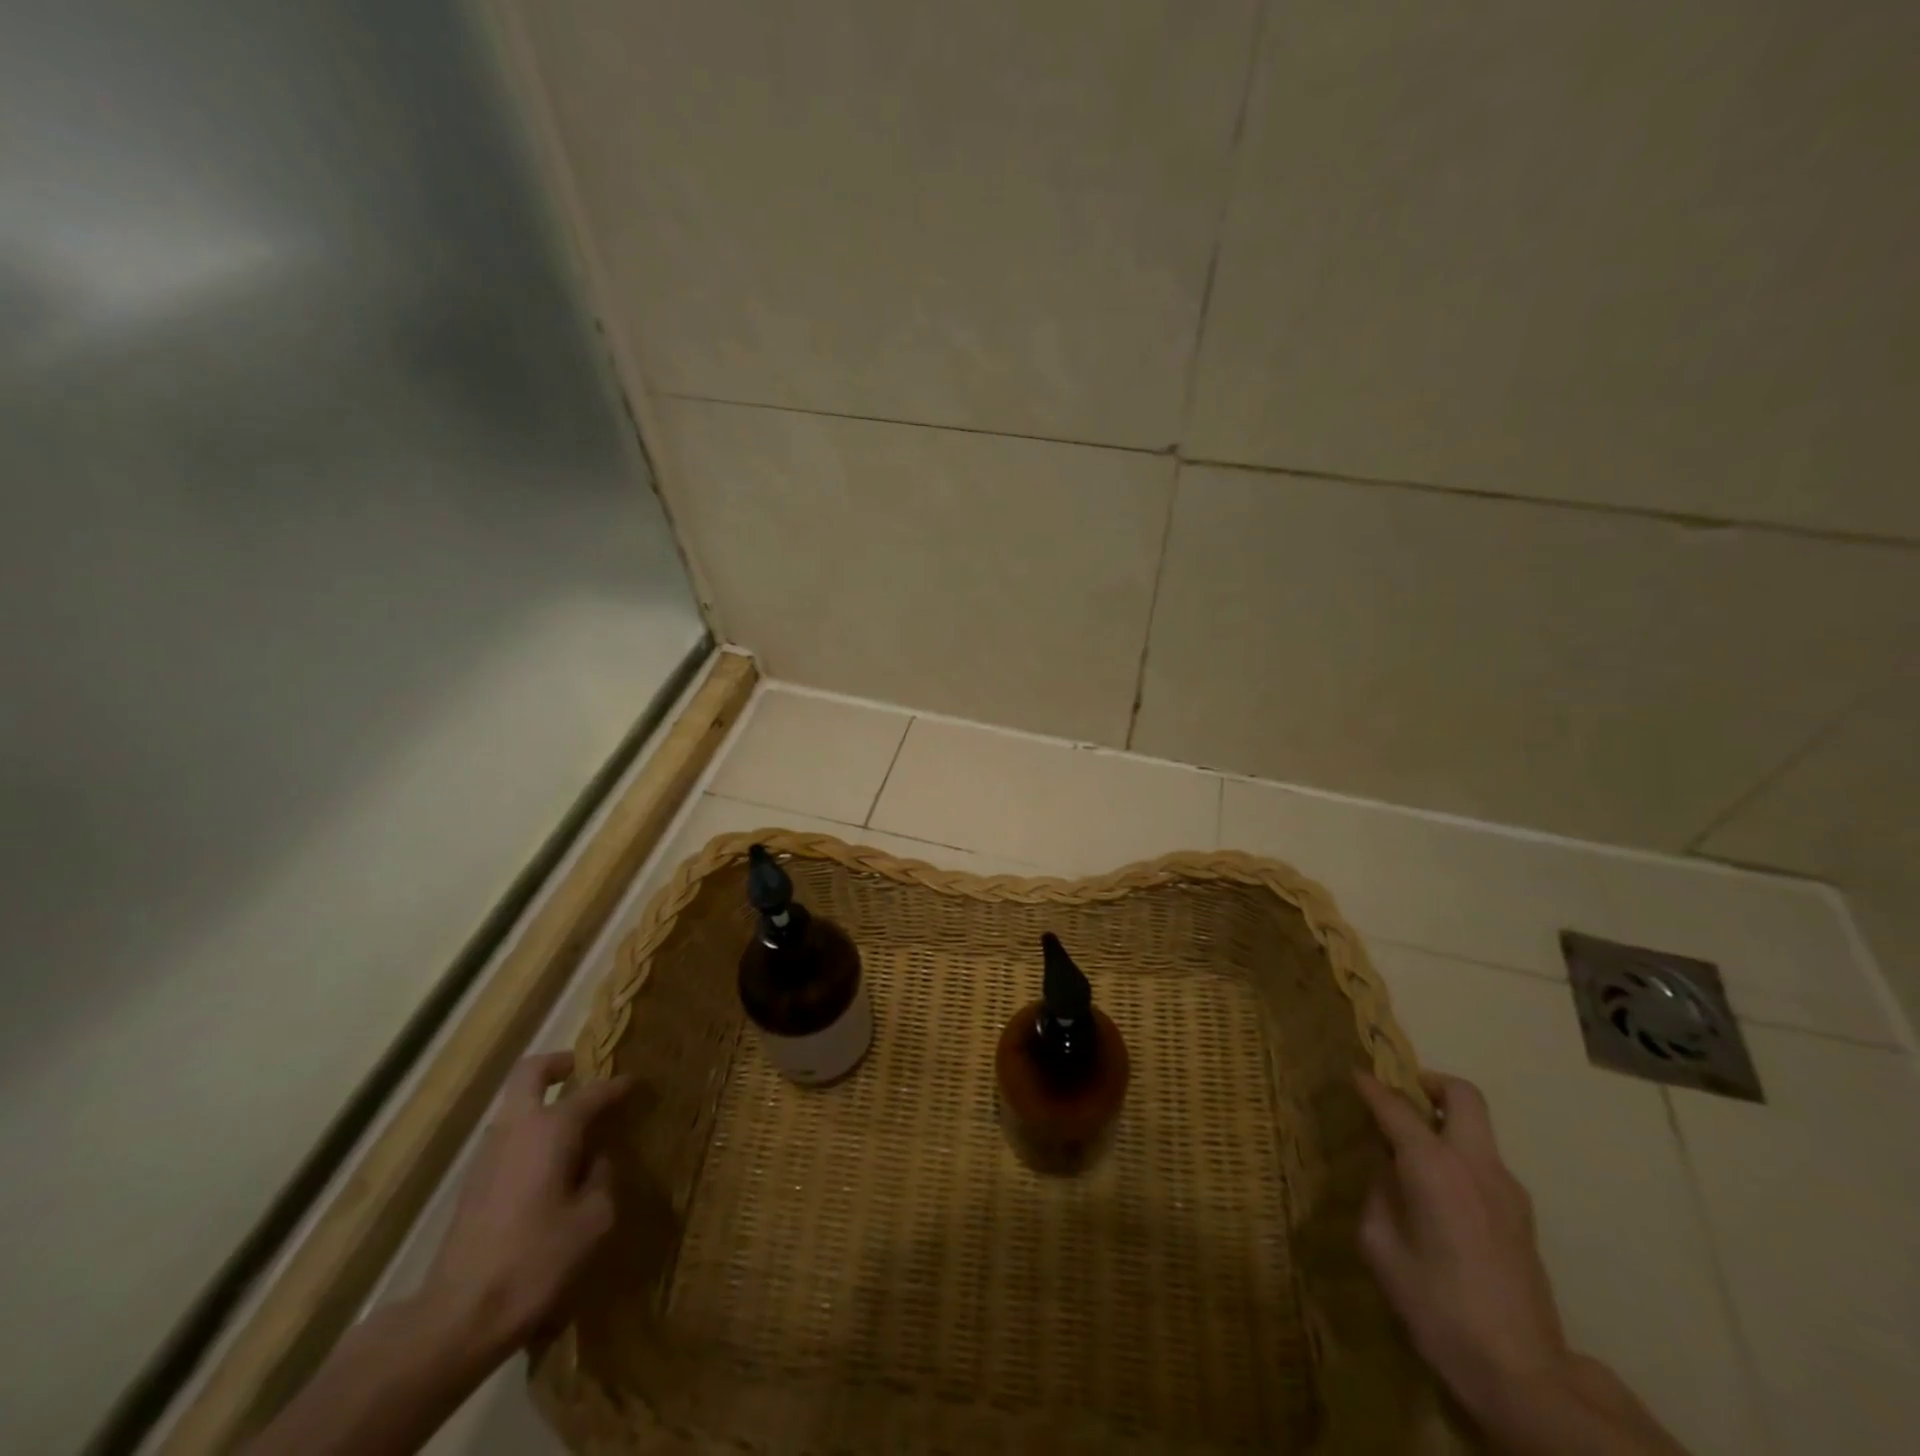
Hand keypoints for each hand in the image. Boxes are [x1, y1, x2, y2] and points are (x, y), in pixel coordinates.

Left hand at [421, 1051, 631, 1359]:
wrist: (457, 1319)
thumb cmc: (536, 1260)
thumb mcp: (594, 1219)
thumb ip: (603, 1176)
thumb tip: (597, 1157)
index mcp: (551, 1128)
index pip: (593, 1092)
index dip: (619, 1086)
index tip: (638, 1083)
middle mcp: (517, 1128)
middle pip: (531, 1073)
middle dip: (559, 1065)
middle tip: (584, 1072)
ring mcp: (488, 1155)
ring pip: (517, 1107)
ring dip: (544, 1103)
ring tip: (578, 1127)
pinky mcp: (474, 1185)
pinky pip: (510, 1138)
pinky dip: (533, 1135)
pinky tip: (554, 1166)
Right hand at [1354, 1071, 1567, 1420]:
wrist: (1521, 1374)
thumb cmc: (1436, 1305)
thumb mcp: (1380, 1246)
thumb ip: (1379, 1194)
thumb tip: (1389, 1172)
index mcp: (1434, 1167)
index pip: (1395, 1107)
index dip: (1370, 1086)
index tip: (1353, 1074)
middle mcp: (1475, 1164)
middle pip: (1462, 1095)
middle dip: (1429, 1083)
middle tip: (1400, 1097)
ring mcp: (1507, 1189)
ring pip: (1478, 1128)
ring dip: (1445, 1123)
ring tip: (1412, 1151)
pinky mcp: (1522, 1216)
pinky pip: (1484, 1162)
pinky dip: (1458, 1155)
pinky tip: (1438, 1193)